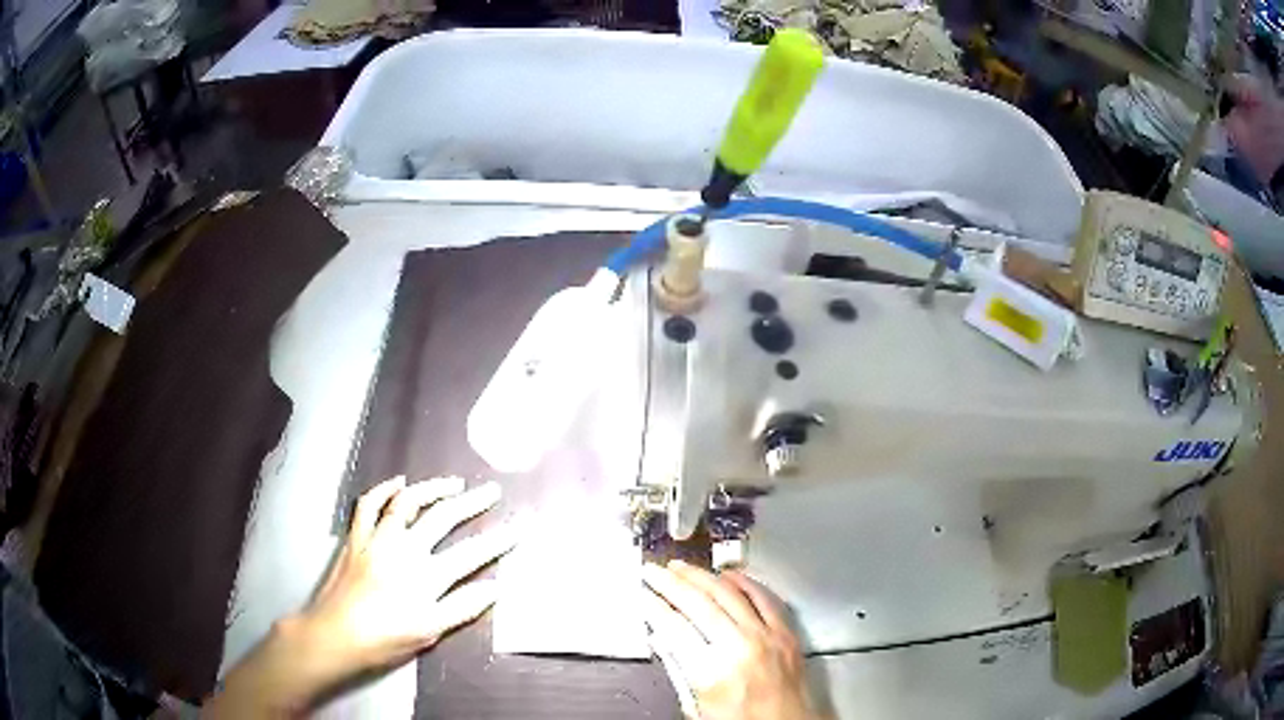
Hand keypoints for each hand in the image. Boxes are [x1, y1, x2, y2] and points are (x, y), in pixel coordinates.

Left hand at [206, 476, 515, 716]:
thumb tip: (495, 588)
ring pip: (408, 502)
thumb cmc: (385, 638)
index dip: (499, 540)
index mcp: (427, 576)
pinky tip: (398, 481)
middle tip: (490, 490)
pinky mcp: (357, 536)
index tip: (519, 526)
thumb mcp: (429, 630)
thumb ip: (463, 608)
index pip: (472, 554)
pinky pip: (369, 504)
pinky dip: (384, 489)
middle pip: (443, 518)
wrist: (335, 634)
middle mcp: (405, 548)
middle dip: (471, 502)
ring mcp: (378, 538)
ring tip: (453, 483)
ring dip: (432, 489)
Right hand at [642, 560, 822, 719]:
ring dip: (701, 576)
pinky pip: (764, 598)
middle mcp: (741, 648)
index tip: (642, 594)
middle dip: (670, 583)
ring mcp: (766, 637)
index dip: (653, 606)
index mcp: (713, 672)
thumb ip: (681, 670)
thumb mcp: (698, 705)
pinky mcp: (786, 634)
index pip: (674, 627)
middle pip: (698, 603)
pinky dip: (744, 582)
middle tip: (653, 571)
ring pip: (728, 594)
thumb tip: (665, 640)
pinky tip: (728, 574)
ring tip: (681, 567)